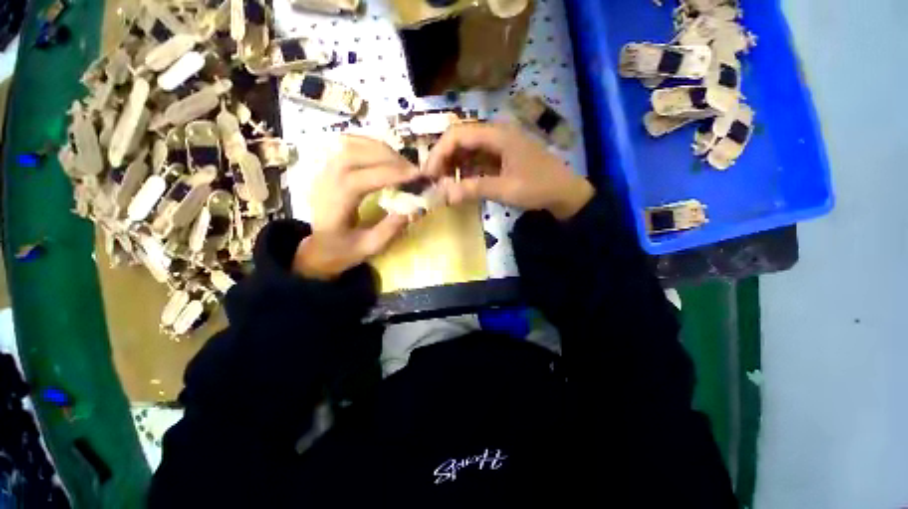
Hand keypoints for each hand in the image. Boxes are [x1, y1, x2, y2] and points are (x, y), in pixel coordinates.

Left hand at [294, 135, 418, 278]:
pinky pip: (349, 146)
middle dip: (388, 158)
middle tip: (412, 171)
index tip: (415, 176)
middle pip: (353, 155)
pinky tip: (386, 156)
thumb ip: (389, 230)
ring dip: (381, 150)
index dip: (389, 175)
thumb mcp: (368, 248)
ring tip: (403, 164)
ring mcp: (324, 171)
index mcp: (333, 206)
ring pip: (351, 146)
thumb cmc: (343, 251)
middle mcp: (325, 182)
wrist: (318, 248)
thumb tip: (413, 210)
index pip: (359, 180)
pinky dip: (371, 146)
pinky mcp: (330, 167)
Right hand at [425, 123, 593, 219]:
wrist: (565, 194)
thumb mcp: (506, 189)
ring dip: (453, 166)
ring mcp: (498, 145)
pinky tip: (460, 184)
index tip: (428, 175)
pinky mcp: (500, 156)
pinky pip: (476, 160)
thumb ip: (474, 189)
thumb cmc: (539, 188)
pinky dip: (465, 171)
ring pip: (466, 150)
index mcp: (497, 134)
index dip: (438, 153)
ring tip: (444, 186)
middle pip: (459, 140)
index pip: (458, 135)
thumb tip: (443, 194)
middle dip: (443, 160)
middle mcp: (495, 133)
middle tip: (433, 182)